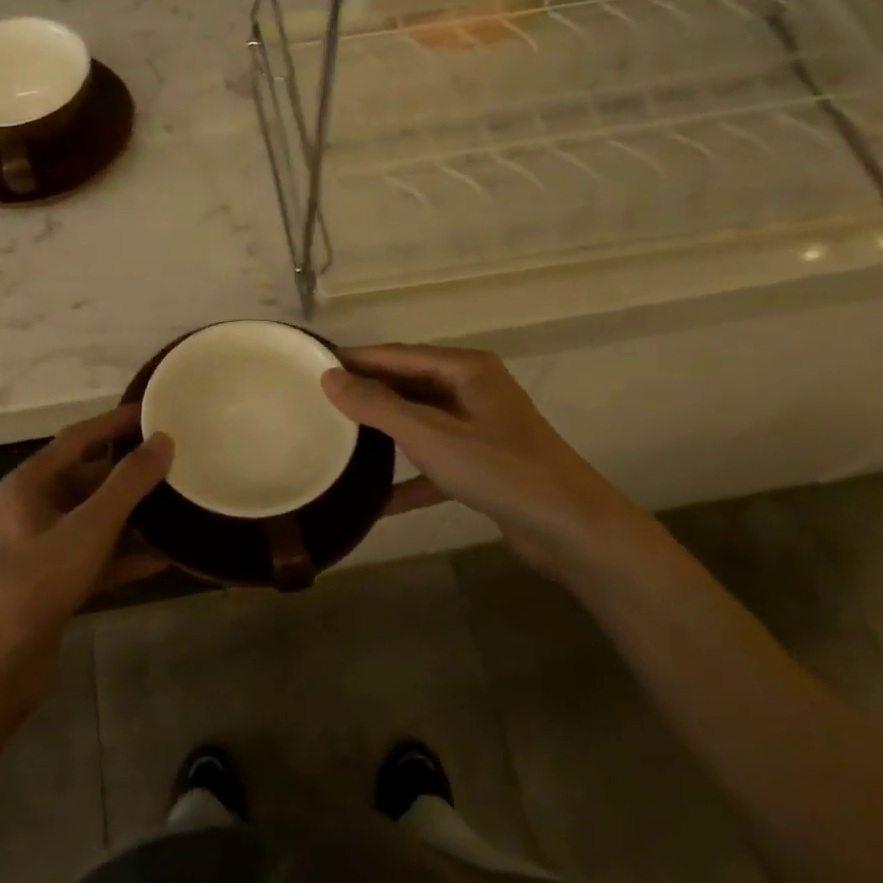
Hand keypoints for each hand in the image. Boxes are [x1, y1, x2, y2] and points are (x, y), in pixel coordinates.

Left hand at [0, 405, 172, 709]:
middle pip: (86, 478)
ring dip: (131, 513)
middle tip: (174, 459)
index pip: (77, 439)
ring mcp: (41, 549)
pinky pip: (96, 558)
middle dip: (128, 470)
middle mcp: (32, 510)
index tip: (154, 411)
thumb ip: (128, 483)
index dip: (115, 422)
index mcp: (29, 484)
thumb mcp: (88, 527)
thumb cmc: (36, 584)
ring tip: (175, 502)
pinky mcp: (53, 584)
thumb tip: (163, 440)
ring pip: (93, 519)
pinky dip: (125, 556)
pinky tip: (164, 558)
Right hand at [322, 344, 643, 576]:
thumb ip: (378, 406)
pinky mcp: (482, 465)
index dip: (355, 359)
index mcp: (465, 369)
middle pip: (407, 385)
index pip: (397, 355)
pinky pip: (433, 463)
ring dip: (384, 434)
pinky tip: (376, 500)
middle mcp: (472, 390)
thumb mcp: (430, 435)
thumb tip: (329, 377)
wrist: (570, 527)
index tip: (312, 365)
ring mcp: (479, 428)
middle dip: (366, 394)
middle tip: (317, 403)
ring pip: (419, 423)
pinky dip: (408, 478)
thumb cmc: (499, 469)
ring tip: (338, 440)